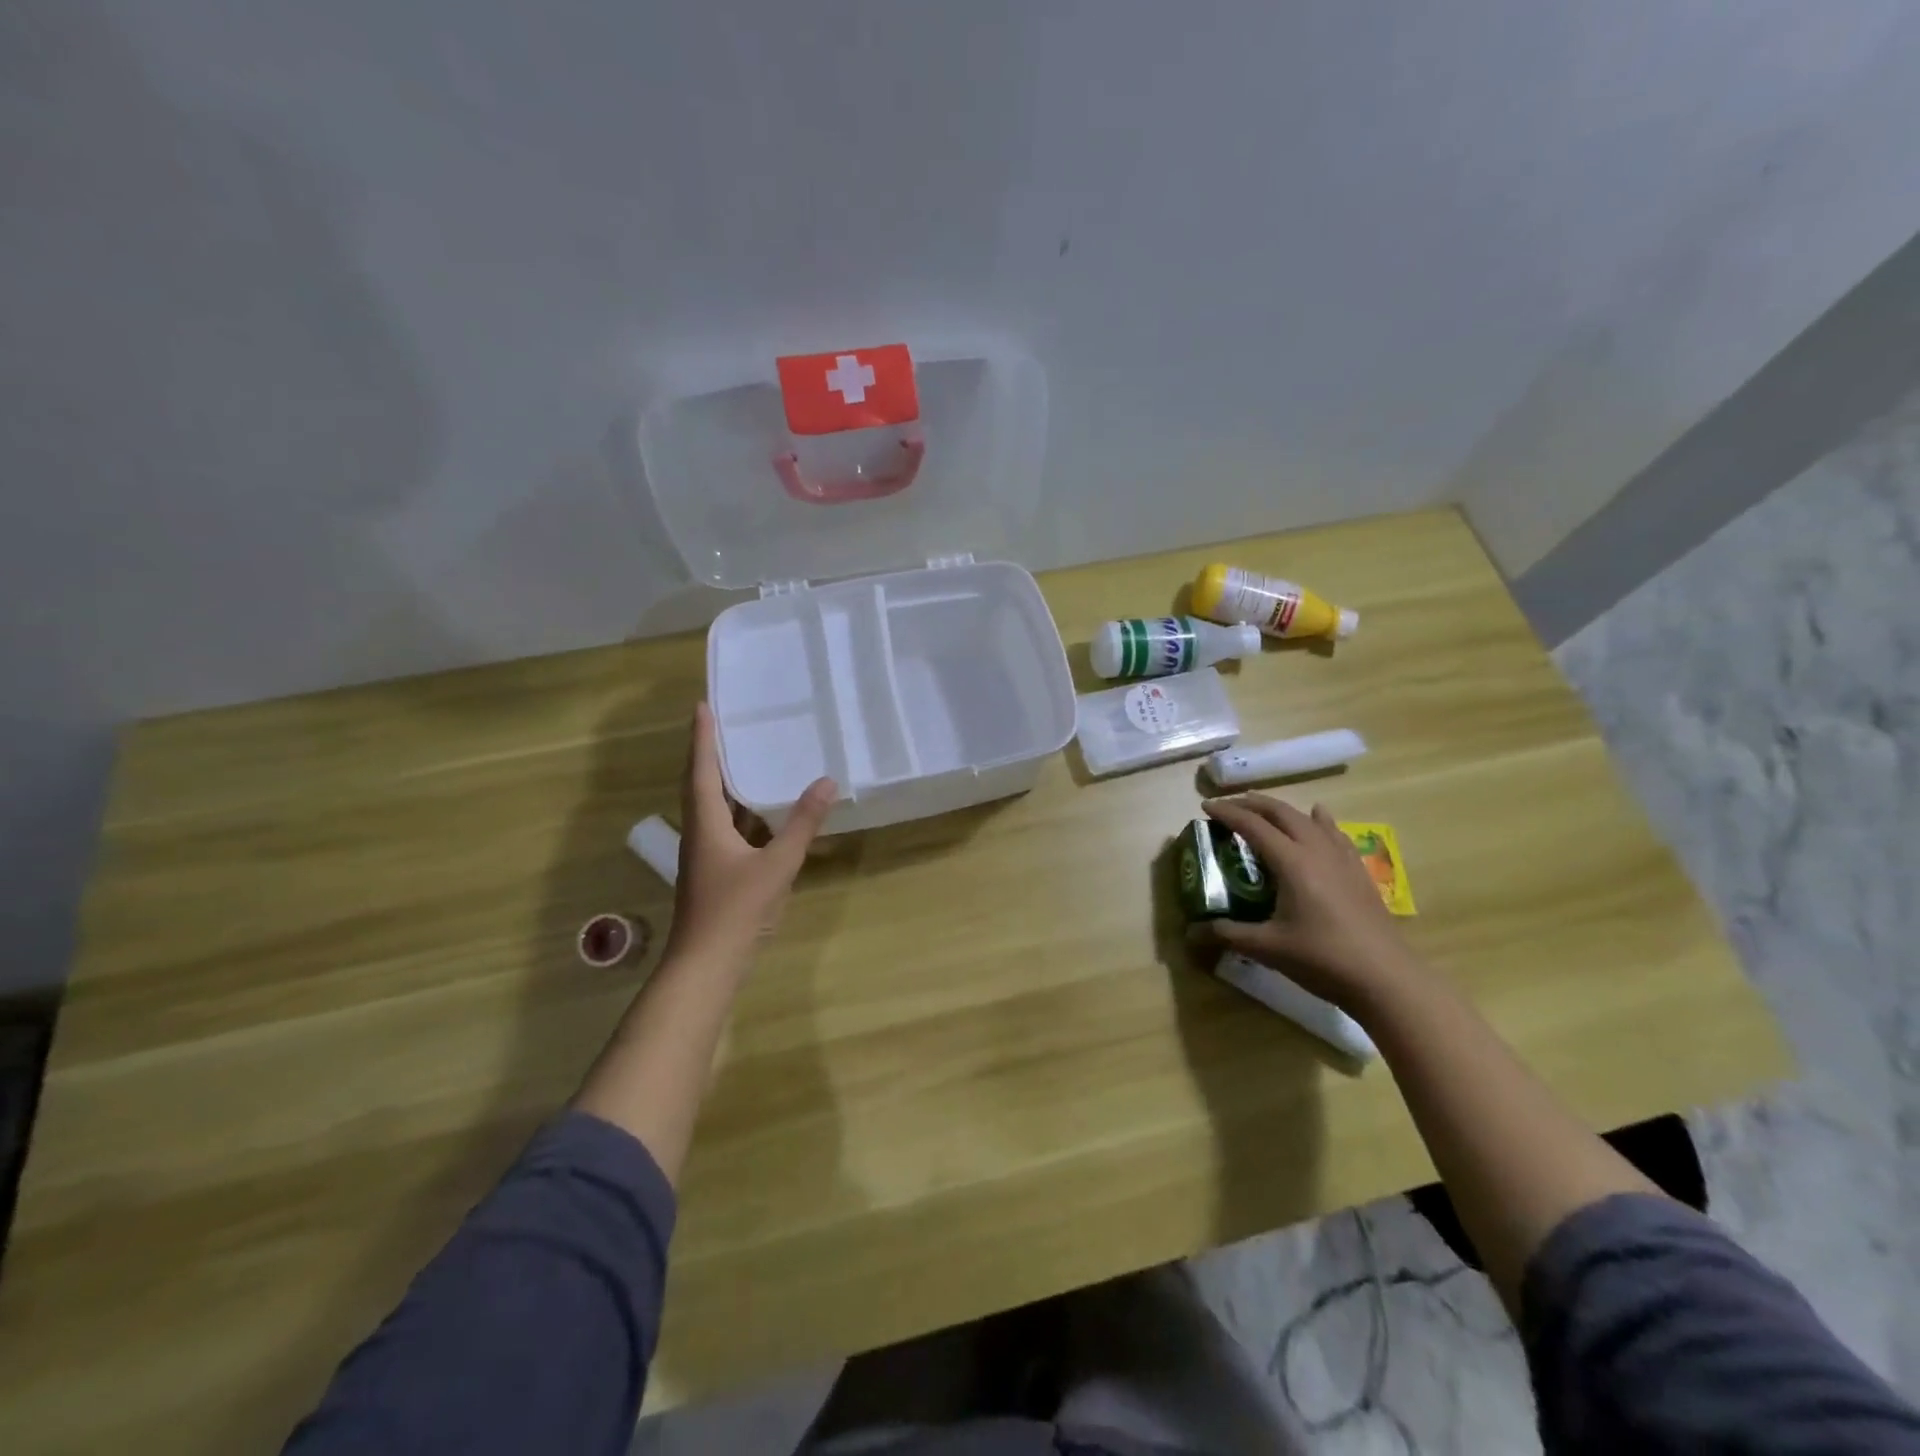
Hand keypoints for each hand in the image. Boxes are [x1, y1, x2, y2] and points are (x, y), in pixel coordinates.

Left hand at [664, 702, 836, 970]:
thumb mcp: (777, 864)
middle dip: (709, 754)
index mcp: (706, 824)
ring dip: (724, 782)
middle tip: (723, 724)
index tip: (702, 706)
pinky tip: (760, 812)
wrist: (706, 965)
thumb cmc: (736, 910)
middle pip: (700, 785)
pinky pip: (726, 829)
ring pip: (712, 809)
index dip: (702, 738)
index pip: (701, 771)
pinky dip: (740, 812)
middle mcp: (699, 834)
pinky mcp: (715, 873)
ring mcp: (705, 856)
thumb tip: (827, 781)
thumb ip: (802, 824)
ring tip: (744, 757)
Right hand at [1189, 796, 1415, 1009]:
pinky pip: (1335, 834)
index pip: (1253, 826)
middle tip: (1230, 805)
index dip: (1228, 813)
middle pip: (1282, 813)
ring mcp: (1342, 859)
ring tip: (1265, 809)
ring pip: (1309, 819)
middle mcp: (1317, 850)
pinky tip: (1319, 819)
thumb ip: (1228, 934)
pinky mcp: (1358, 872)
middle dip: (1253, 804)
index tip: (1206, 807)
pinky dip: (1319, 821)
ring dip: (1283, 810)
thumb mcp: (1267, 948)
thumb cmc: (1322, 959)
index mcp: (1292, 862)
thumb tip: (1192, 932)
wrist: (1386, 979)